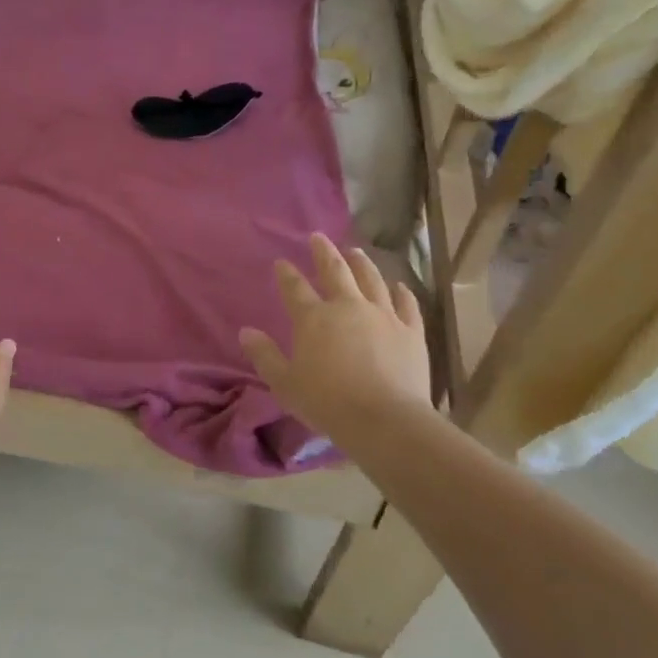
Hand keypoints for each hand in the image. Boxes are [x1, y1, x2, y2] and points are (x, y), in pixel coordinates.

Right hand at [239, 235, 433, 451]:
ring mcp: (383, 316)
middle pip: (335, 271)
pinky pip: (407, 305)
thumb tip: (246, 332)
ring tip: (356, 251)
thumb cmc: (326, 402)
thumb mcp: (284, 383)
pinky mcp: (411, 331)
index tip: (281, 262)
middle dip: (324, 252)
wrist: (384, 420)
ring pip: (372, 280)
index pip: (295, 288)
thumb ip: (264, 355)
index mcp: (313, 318)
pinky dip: (402, 293)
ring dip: (362, 263)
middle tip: (318, 237)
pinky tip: (399, 285)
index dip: (286, 274)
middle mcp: (348, 307)